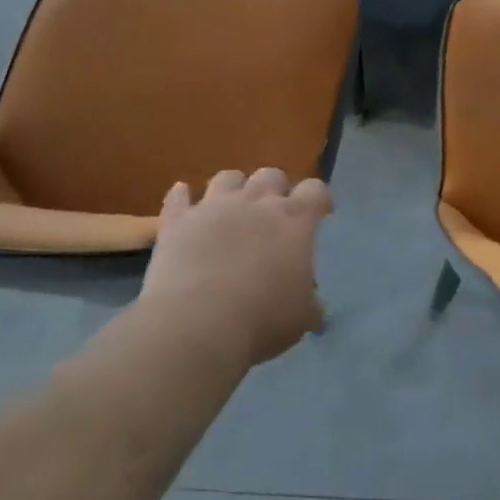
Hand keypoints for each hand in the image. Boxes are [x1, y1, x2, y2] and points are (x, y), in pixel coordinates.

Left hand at [130, 168, 331, 370]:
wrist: (196, 325)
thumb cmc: (261, 319)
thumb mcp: (301, 317)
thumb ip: (310, 304)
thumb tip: (316, 308)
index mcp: (294, 220)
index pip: (315, 190)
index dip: (319, 198)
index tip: (321, 213)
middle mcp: (256, 203)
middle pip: (271, 175)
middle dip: (276, 188)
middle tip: (274, 212)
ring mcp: (214, 207)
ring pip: (228, 178)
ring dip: (233, 188)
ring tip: (232, 206)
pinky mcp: (178, 221)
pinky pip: (178, 198)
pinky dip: (182, 196)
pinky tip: (183, 198)